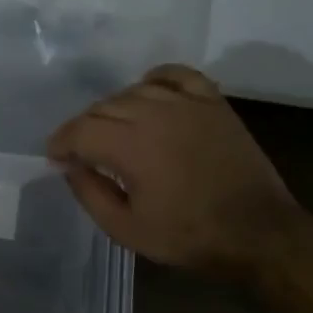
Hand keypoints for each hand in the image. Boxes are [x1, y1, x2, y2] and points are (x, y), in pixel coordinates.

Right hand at [46, 64, 297, 273]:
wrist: (257, 233)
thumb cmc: (188, 236)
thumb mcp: (126, 229)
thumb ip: (90, 193)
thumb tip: (69, 166)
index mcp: (131, 146)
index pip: (80, 130)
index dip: (61, 142)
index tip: (55, 157)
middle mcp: (155, 114)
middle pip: (103, 107)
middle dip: (84, 128)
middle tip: (83, 152)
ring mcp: (187, 104)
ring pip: (134, 90)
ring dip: (115, 108)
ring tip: (114, 130)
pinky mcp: (213, 103)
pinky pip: (177, 75)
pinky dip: (156, 79)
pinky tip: (149, 92)